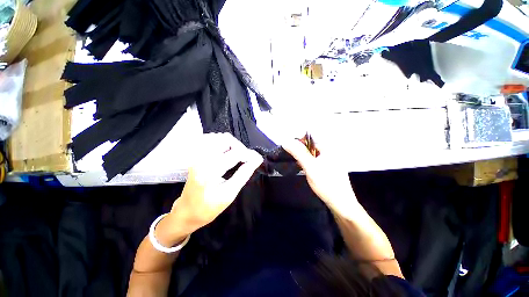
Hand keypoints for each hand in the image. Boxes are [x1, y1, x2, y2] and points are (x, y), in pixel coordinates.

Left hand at [161, 133, 262, 243]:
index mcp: (210, 170)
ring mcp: (197, 155)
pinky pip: (211, 140)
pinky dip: (222, 143)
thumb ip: (244, 174)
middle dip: (240, 147)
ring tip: (236, 156)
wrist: (187, 212)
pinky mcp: (196, 155)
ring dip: (231, 144)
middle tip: (245, 158)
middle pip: (226, 139)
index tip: (257, 159)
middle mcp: (202, 158)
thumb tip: (257, 159)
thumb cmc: (209, 207)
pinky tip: (226, 152)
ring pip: (218, 137)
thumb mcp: (230, 194)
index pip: (235, 153)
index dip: (249, 154)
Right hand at [282, 139, 357, 213]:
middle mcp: (332, 153)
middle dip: (301, 152)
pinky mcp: (331, 169)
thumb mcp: (310, 167)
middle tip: (294, 160)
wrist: (341, 204)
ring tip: (299, 166)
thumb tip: (286, 141)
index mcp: (328, 149)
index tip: (290, 150)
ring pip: (314, 156)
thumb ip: (298, 153)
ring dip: (305, 159)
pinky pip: (317, 162)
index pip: (310, 140)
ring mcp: (332, 161)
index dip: (298, 143)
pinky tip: (307, 171)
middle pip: (312, 147)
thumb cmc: (325, 183)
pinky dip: (310, 164)